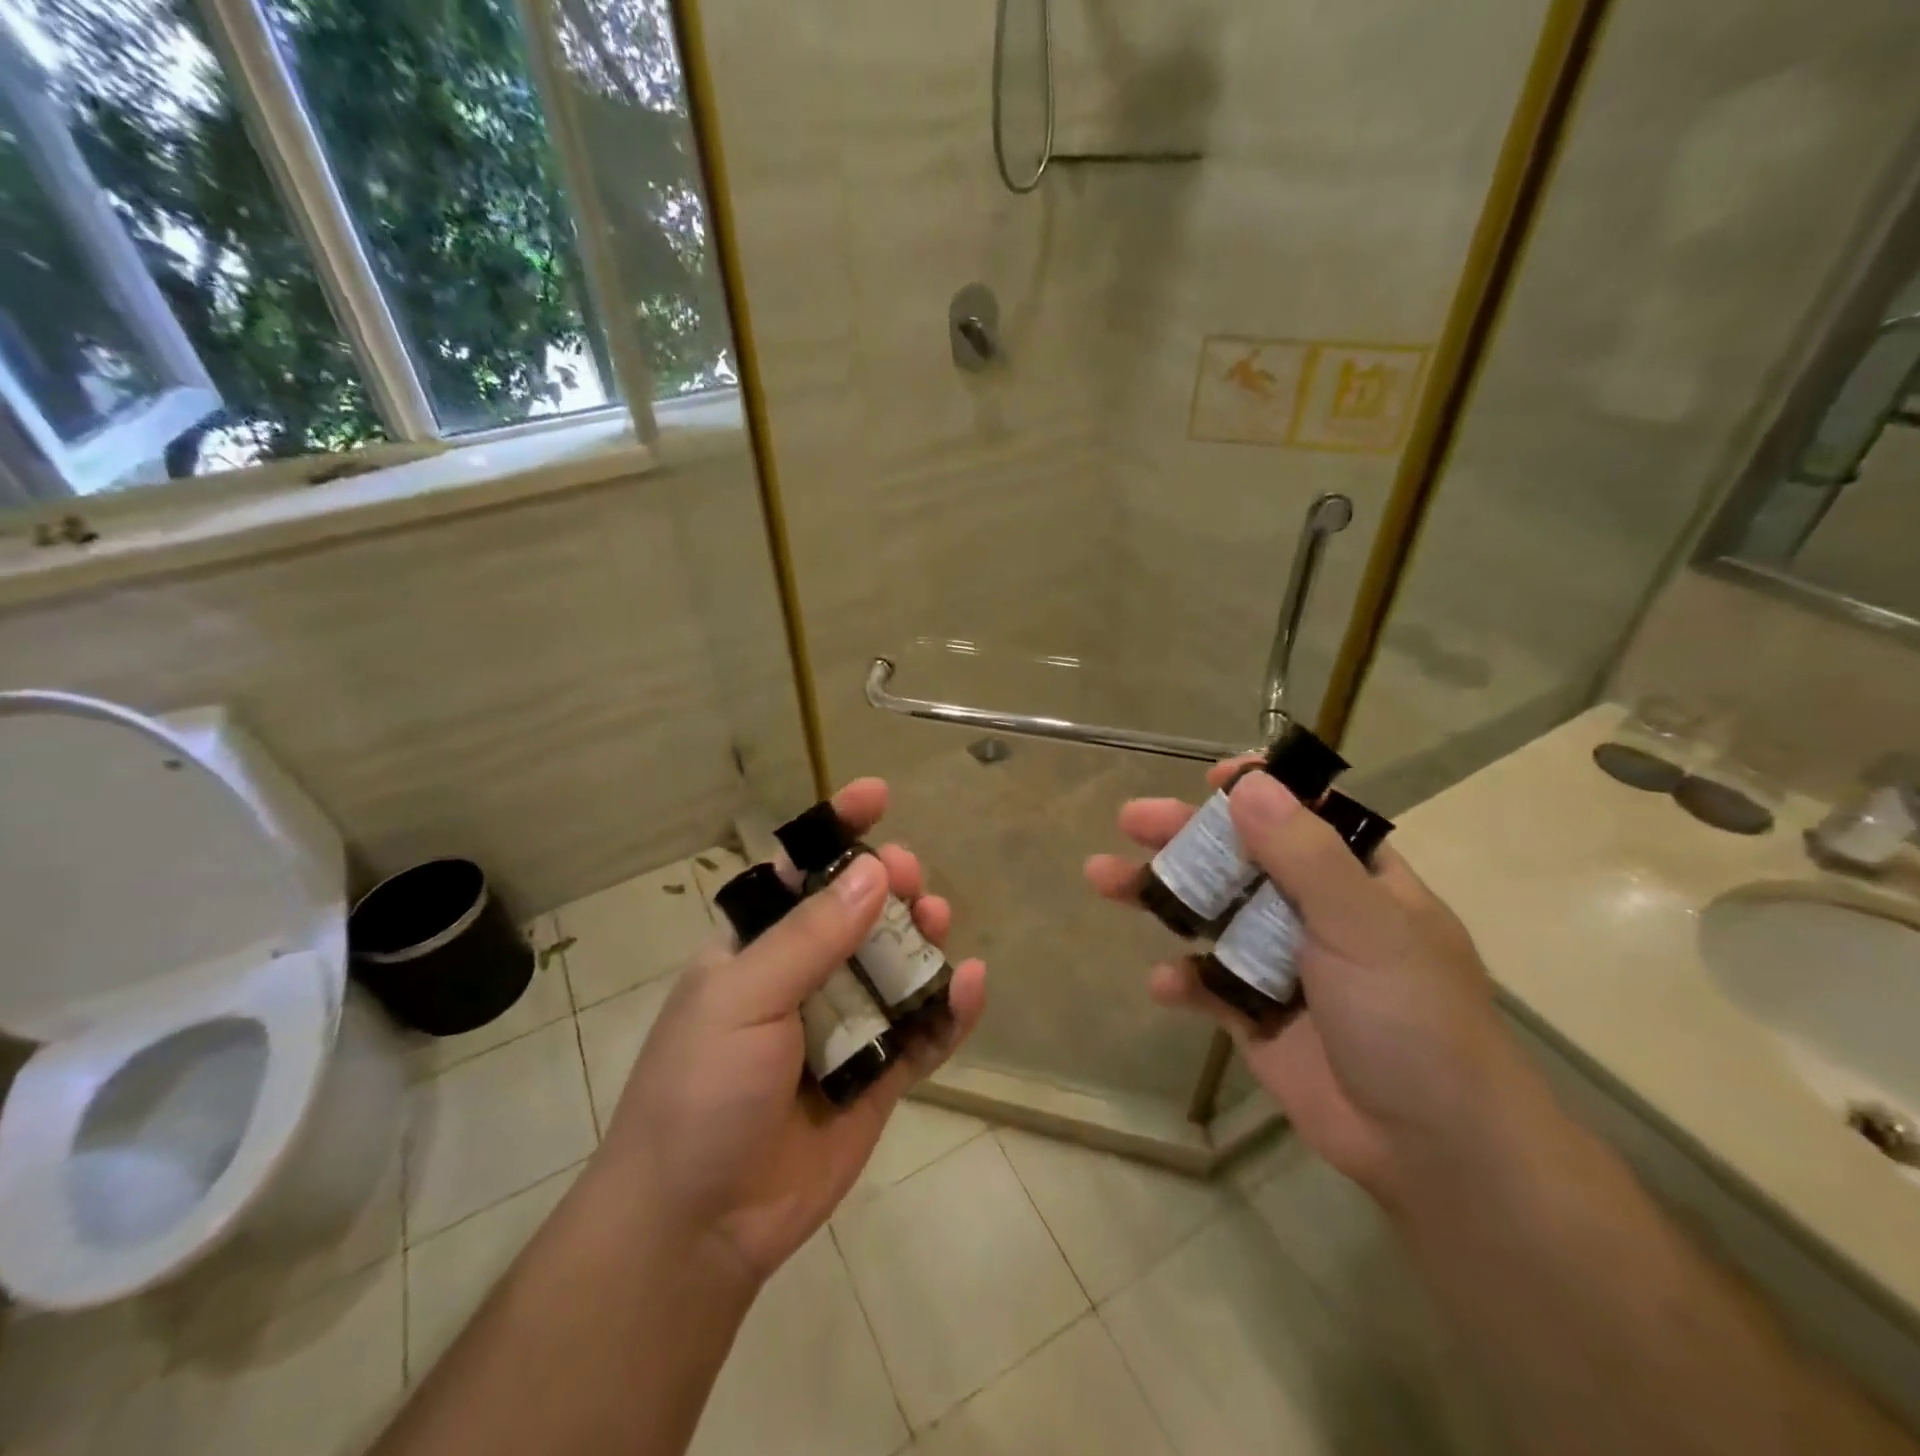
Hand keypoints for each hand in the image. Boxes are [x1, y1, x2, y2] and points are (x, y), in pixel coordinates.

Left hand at [597, 779, 986, 1284]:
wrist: (696, 1223)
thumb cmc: (700, 1090)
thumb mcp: (743, 998)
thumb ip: (812, 937)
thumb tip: (874, 871)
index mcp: (758, 948)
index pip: (801, 871)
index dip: (838, 829)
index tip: (877, 795)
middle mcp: (805, 977)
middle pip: (862, 913)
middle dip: (891, 885)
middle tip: (912, 880)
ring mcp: (846, 1026)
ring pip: (900, 966)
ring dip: (924, 939)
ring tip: (938, 924)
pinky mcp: (879, 1076)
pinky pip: (924, 1033)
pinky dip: (950, 1009)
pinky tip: (969, 985)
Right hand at [1087, 761, 1524, 1202]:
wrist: (1434, 1150)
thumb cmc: (1411, 1017)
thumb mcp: (1363, 925)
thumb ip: (1303, 854)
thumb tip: (1247, 784)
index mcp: (1356, 880)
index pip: (1303, 815)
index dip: (1258, 791)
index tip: (1211, 781)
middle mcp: (1314, 912)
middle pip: (1238, 859)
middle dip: (1184, 836)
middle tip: (1130, 820)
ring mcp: (1280, 964)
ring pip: (1210, 915)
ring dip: (1162, 896)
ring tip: (1102, 878)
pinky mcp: (1255, 1015)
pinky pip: (1207, 984)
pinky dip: (1183, 980)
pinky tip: (1165, 983)